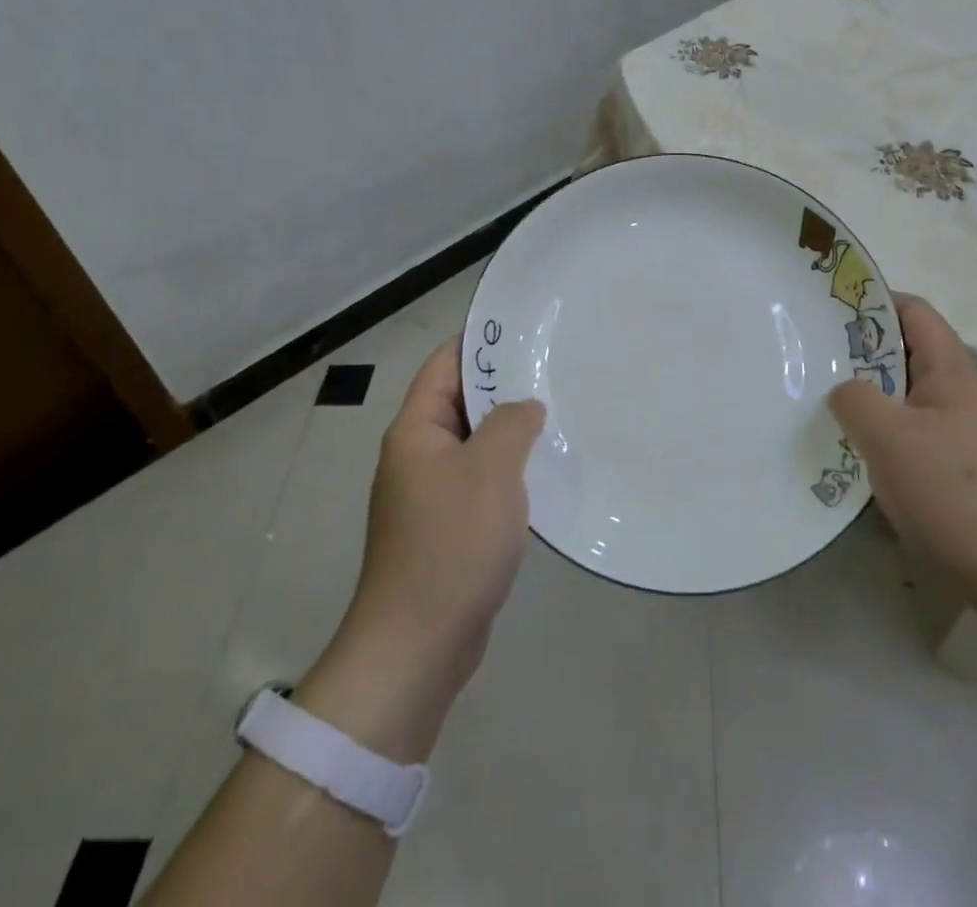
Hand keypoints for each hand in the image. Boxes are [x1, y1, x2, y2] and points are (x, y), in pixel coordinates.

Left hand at [296, 337, 542, 760]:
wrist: (418, 646)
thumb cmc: (451, 543)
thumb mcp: (491, 469)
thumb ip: (512, 423)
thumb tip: (526, 406)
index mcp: (415, 431)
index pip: (445, 365)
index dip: (480, 342)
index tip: (526, 330)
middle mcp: (418, 455)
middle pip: (461, 402)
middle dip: (505, 385)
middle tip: (555, 369)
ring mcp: (431, 494)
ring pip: (476, 443)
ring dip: (511, 430)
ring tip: (560, 412)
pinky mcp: (448, 528)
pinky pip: (481, 481)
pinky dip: (509, 469)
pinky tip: (546, 469)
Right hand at [828, 294, 976, 613]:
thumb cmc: (952, 491)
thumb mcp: (890, 437)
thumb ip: (855, 399)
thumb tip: (842, 390)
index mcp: (949, 370)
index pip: (912, 311)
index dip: (873, 301)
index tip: (827, 310)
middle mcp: (956, 393)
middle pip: (905, 353)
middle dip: (858, 352)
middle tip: (811, 358)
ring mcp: (957, 434)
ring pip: (902, 397)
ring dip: (865, 397)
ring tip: (819, 403)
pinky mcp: (953, 470)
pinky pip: (907, 435)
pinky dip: (877, 434)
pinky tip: (850, 453)